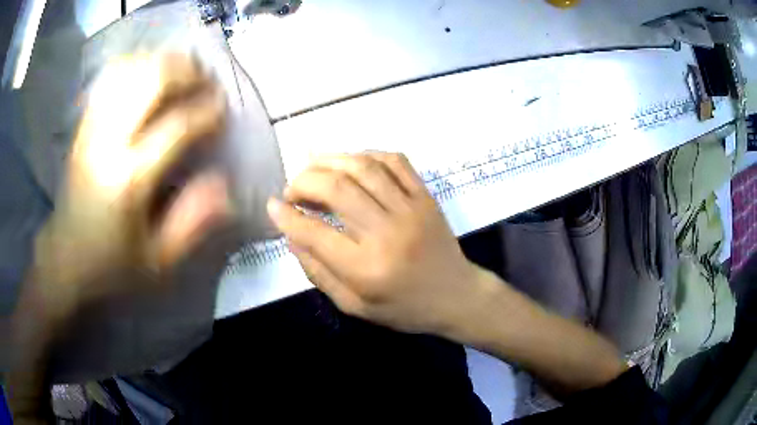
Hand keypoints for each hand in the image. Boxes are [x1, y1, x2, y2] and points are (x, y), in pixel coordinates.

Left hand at [30, 53, 230, 315]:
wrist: (65, 257)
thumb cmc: (112, 264)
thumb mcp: (158, 263)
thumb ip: (193, 224)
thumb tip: (225, 185)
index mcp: (128, 180)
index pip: (178, 126)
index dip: (208, 111)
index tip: (223, 111)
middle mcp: (108, 143)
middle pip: (152, 80)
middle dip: (188, 73)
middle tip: (205, 82)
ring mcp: (92, 128)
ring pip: (131, 69)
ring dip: (163, 63)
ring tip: (182, 73)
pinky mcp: (83, 124)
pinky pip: (111, 77)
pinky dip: (136, 65)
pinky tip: (148, 73)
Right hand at [267, 153, 482, 334]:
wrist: (456, 296)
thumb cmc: (404, 308)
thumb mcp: (355, 305)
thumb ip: (319, 272)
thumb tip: (292, 235)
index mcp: (365, 269)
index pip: (313, 232)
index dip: (286, 215)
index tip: (272, 206)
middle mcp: (386, 233)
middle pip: (336, 188)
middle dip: (303, 181)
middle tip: (292, 190)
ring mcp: (410, 209)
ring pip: (363, 167)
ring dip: (330, 161)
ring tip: (313, 168)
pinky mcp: (426, 196)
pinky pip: (395, 161)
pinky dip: (367, 154)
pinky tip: (351, 162)